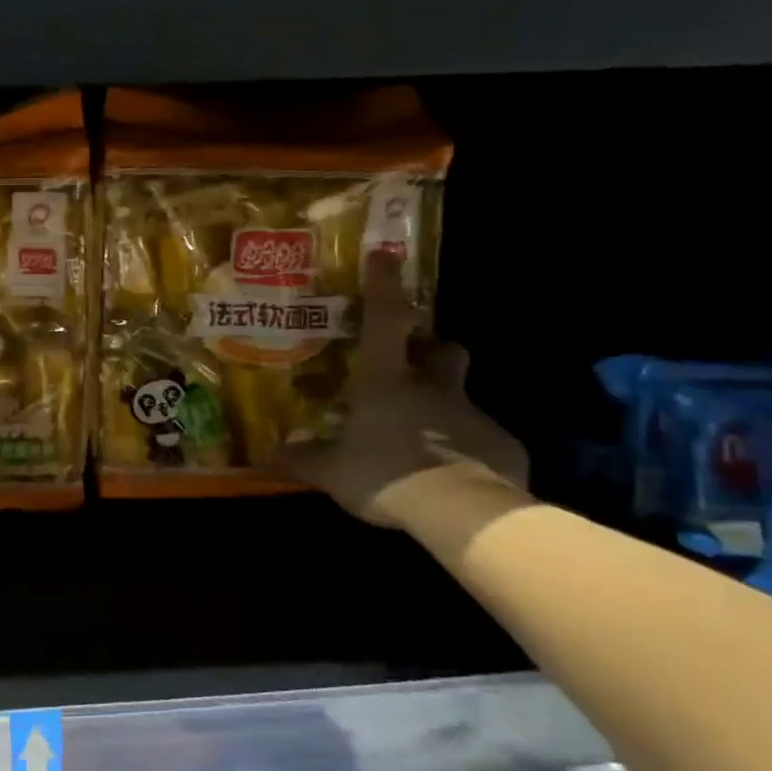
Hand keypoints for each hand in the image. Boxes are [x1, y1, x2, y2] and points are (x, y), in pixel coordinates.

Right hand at [278, 252, 527, 526]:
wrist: (464, 513)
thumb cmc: (386, 475)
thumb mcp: (332, 472)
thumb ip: (302, 460)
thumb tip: (269, 454)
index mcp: (387, 382)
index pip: (385, 320)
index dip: (384, 287)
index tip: (385, 257)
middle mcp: (433, 387)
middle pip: (443, 349)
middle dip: (432, 349)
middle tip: (416, 365)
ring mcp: (472, 413)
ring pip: (462, 393)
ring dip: (445, 402)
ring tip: (426, 433)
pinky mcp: (501, 444)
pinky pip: (481, 438)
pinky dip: (466, 448)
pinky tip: (451, 474)